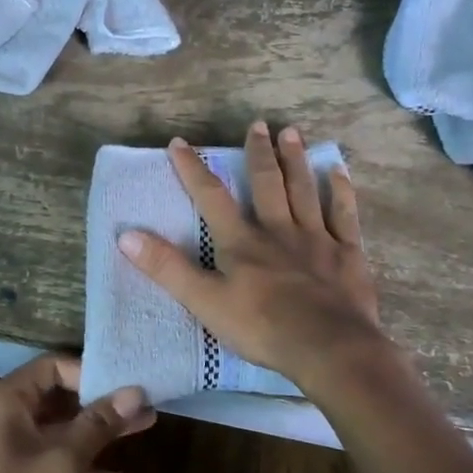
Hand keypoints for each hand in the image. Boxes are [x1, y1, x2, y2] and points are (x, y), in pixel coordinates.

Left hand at [0, 354, 154, 472]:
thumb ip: (99, 424)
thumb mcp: (62, 461)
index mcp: (6, 400)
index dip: (91, 371)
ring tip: (145, 429)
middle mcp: (4, 416)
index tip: (126, 383)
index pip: (53, 366)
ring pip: (59, 432)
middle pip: (59, 398)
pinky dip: (81, 468)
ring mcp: (7, 448)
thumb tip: (135, 391)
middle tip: (145, 403)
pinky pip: (51, 461)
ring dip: (98, 434)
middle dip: (102, 403)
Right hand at [118, 121, 389, 392]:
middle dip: (258, 153)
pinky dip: (341, 192)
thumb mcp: (204, 302)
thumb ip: (167, 268)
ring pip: (304, 191)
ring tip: (292, 133)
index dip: (193, 170)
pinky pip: (344, 215)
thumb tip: (126, 235)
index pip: (211, 198)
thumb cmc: (262, 328)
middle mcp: (278, 230)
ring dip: (296, 161)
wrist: (329, 348)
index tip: (179, 143)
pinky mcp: (347, 255)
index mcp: (241, 242)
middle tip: (258, 124)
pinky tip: (339, 172)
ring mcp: (317, 239)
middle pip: (266, 184)